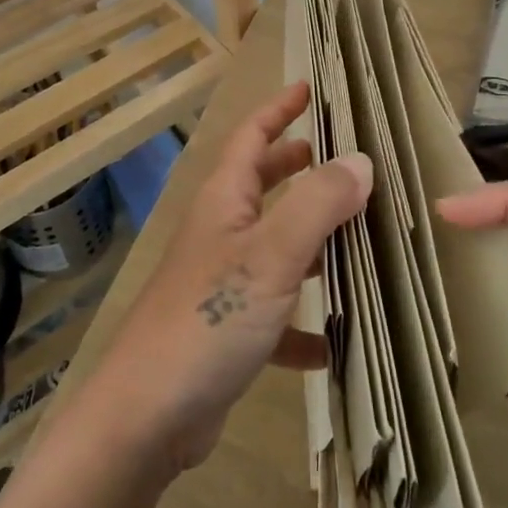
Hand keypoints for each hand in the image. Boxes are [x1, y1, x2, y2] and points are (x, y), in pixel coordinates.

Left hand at [91, 82, 369, 477]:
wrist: (146, 418)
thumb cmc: (208, 319)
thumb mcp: (272, 255)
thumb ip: (318, 204)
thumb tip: (360, 161)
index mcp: (225, 201)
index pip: (251, 136)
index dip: (279, 109)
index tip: (310, 89)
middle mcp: (221, 234)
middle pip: (263, 185)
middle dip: (299, 167)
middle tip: (343, 160)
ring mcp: (222, 284)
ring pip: (276, 248)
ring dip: (312, 242)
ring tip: (360, 240)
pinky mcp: (228, 334)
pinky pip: (277, 316)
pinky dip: (304, 323)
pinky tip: (335, 343)